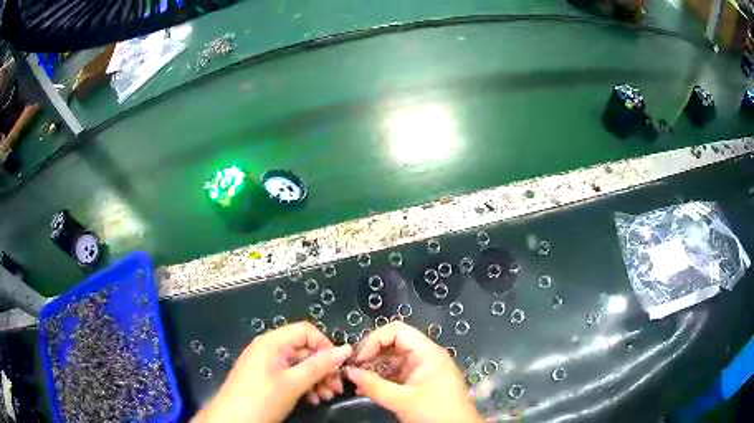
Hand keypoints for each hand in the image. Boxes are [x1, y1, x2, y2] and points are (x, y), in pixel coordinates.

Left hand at [193, 322, 351, 422]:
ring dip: (317, 379)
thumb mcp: (293, 383)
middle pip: (304, 349)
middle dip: (323, 368)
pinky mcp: (266, 379)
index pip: (306, 331)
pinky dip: (305, 385)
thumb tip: (346, 349)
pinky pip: (291, 376)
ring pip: (299, 365)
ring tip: (327, 396)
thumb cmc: (261, 399)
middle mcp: (269, 348)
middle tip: (336, 388)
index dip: (325, 346)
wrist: (232, 420)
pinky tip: (314, 399)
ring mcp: (267, 364)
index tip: (338, 366)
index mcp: (272, 342)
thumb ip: (319, 366)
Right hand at [345, 322, 481, 422]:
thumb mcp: (401, 400)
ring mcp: (425, 369)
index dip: (374, 340)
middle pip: (395, 343)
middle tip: (353, 369)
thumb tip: (348, 371)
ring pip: (395, 360)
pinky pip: (399, 374)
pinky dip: (383, 379)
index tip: (358, 358)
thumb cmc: (434, 412)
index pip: (397, 331)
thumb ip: (373, 385)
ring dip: (375, 368)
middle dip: (372, 354)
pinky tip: (369, 389)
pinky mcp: (422, 382)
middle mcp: (427, 356)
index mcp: (427, 352)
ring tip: (357, 381)